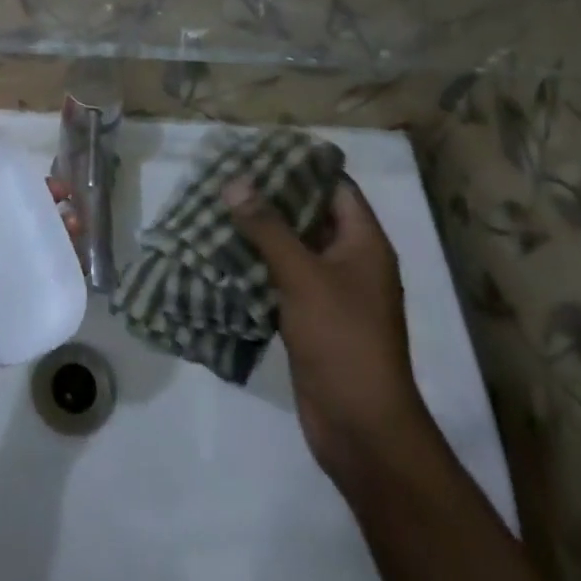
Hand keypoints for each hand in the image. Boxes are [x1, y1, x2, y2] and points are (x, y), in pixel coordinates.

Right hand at [224, 174, 429, 486]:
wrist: (361, 429)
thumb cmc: (342, 340)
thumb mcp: (303, 276)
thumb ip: (268, 227)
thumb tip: (235, 181)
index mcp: (364, 244)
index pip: (336, 187)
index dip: (302, 166)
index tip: (260, 150)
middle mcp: (350, 262)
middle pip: (311, 215)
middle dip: (271, 197)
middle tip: (227, 176)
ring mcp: (331, 293)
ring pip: (292, 248)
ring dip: (259, 232)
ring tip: (216, 207)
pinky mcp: (310, 319)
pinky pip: (281, 279)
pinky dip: (256, 265)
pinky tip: (221, 253)